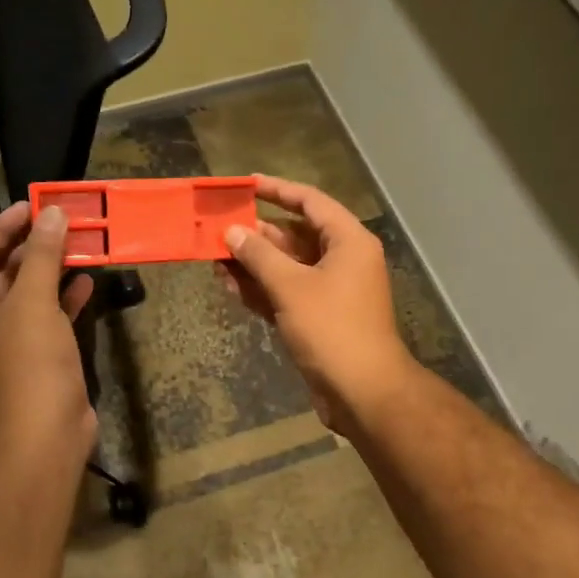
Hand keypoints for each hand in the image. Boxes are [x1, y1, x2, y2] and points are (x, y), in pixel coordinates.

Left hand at [0, 202, 95, 458]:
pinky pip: (45, 318)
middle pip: (1, 273)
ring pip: (26, 295)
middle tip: (62, 222)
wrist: (43, 434)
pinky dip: (63, 300)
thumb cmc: (27, 362)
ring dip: (51, 270)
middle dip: (32, 247)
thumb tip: (51, 212)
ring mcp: (4, 344)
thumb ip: (42, 253)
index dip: (4, 227)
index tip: (34, 206)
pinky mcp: (32, 359)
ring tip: (80, 245)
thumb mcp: (33, 300)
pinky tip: (87, 282)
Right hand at [220, 175, 415, 435]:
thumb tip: (232, 232)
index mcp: (347, 241)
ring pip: (287, 266)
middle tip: (219, 229)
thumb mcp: (290, 286)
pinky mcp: (319, 317)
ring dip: (253, 264)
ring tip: (215, 259)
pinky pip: (287, 292)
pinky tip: (230, 287)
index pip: (310, 202)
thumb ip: (259, 256)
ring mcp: (330, 290)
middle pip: (295, 235)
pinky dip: (262, 289)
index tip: (245, 185)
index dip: (277, 190)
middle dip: (256, 235)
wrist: (363, 392)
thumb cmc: (331, 329)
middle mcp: (342, 260)